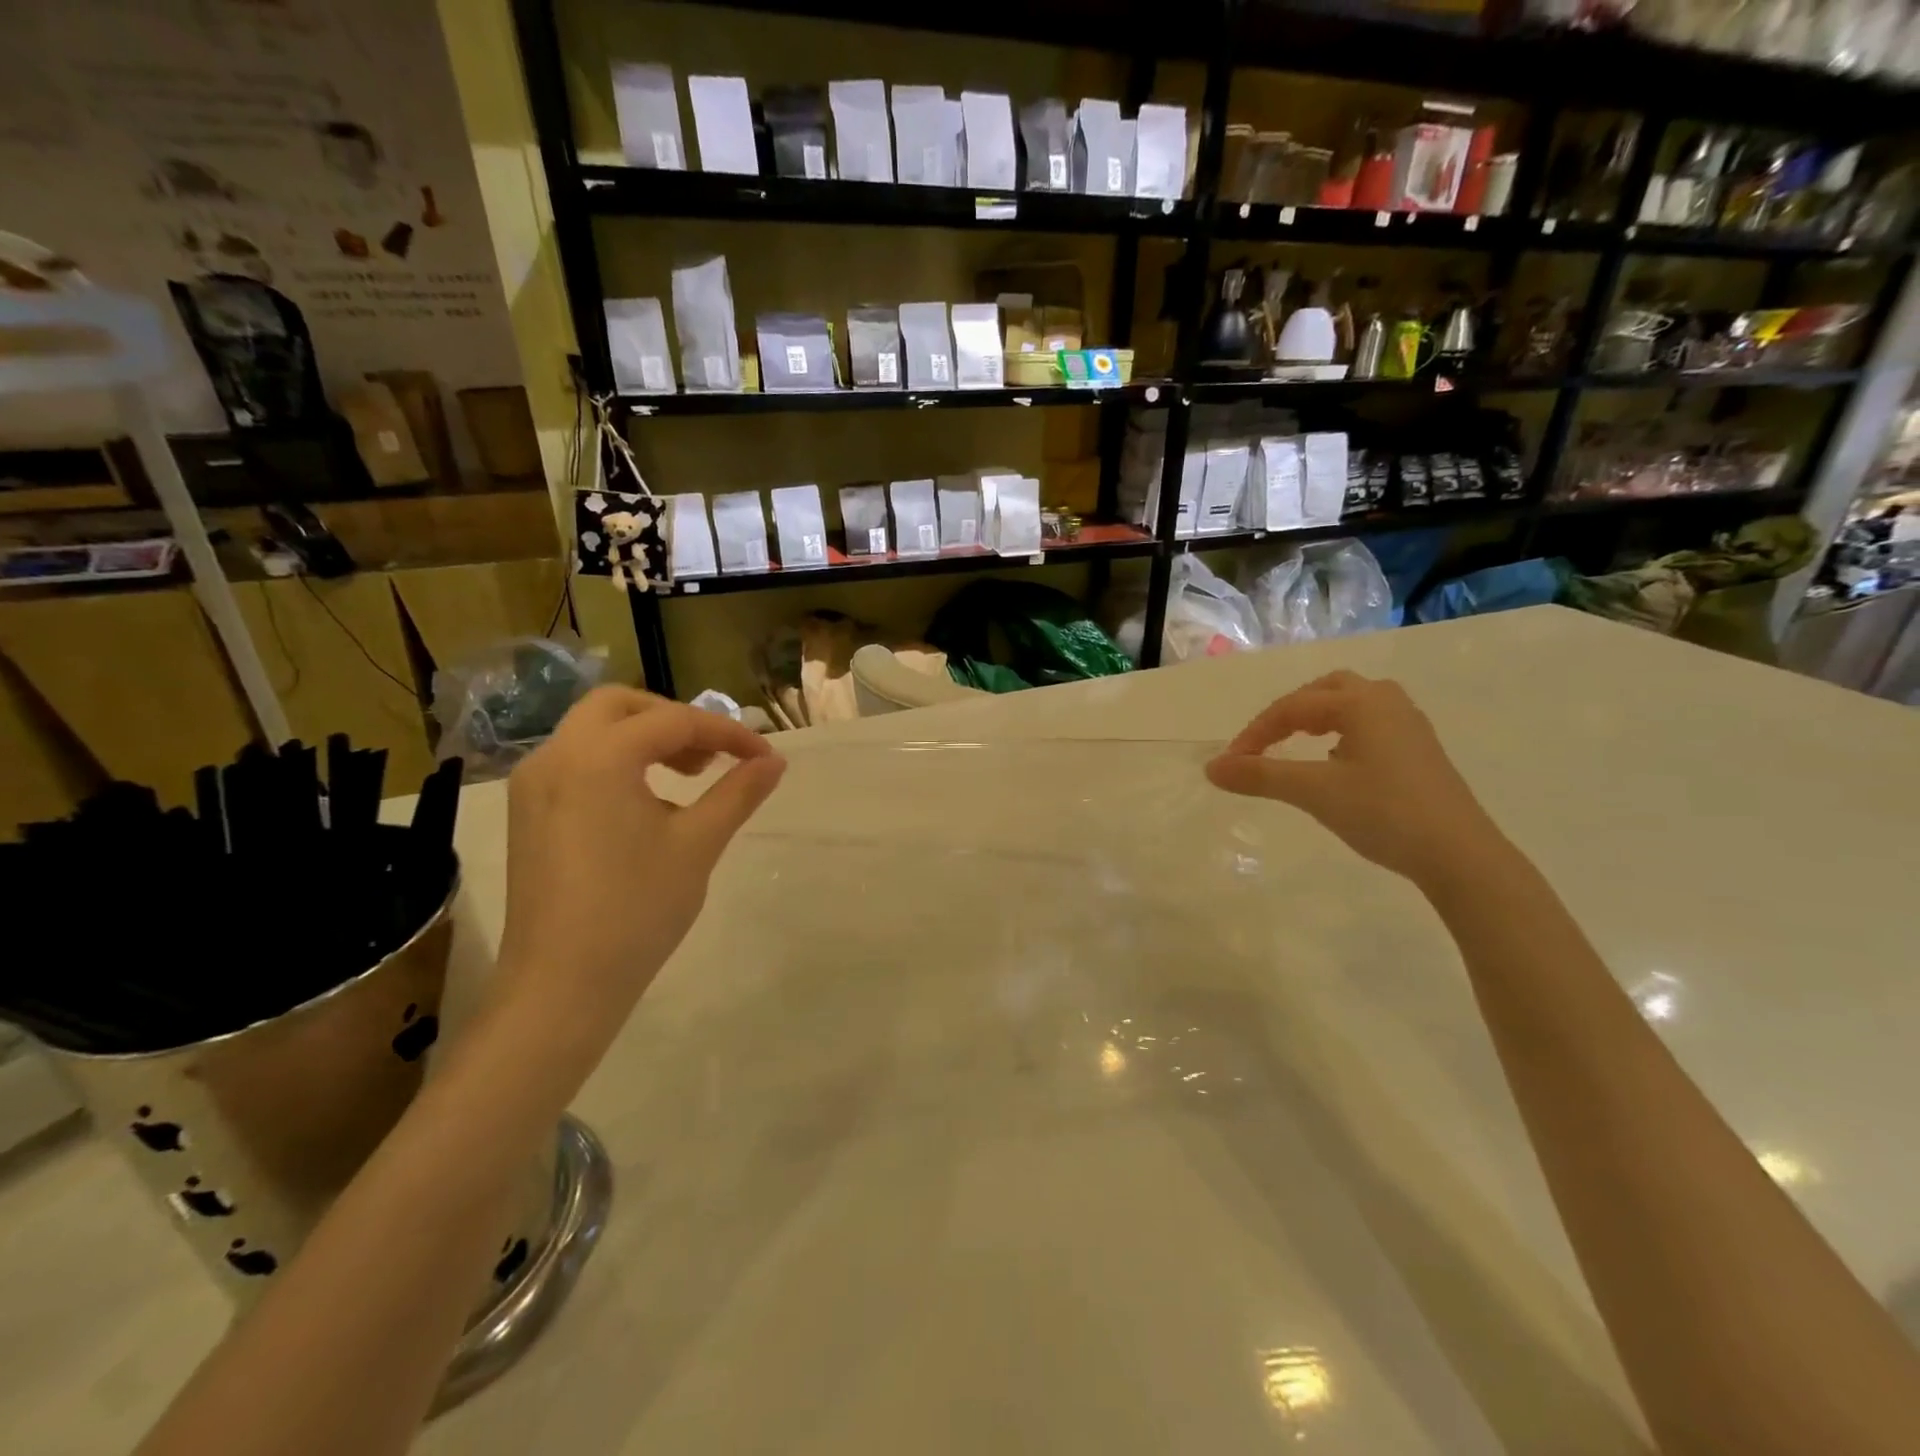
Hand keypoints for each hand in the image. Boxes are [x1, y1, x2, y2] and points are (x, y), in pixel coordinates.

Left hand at [494, 688, 784, 1031]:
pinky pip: (576, 762)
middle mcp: (556, 756)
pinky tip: (646, 803)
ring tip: (688, 776)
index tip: (765, 757)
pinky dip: (616, 762)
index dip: (727, 734)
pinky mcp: (527, 813)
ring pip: (593, 731)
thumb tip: (775, 761)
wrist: (561, 986)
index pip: (675, 722)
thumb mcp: (698, 845)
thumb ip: (738, 793)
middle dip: (674, 720)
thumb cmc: (636, 910)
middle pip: (620, 706)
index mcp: (598, 757)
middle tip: (713, 755)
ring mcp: (533, 785)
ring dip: (644, 738)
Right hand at [1205, 671, 1505, 887]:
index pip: (1292, 708)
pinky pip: (1370, 724)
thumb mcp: (1314, 793)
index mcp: (1361, 703)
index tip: (1231, 765)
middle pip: (1326, 690)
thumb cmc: (1383, 813)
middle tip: (1264, 742)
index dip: (1255, 733)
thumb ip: (1260, 776)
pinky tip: (1336, 762)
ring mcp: (1409, 725)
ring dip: (1317, 718)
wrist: (1459, 855)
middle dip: (1288, 712)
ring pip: (1352, 704)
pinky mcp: (1420, 750)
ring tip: (1296, 744)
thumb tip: (1211, 768)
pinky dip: (1341, 733)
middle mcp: (1387, 702)